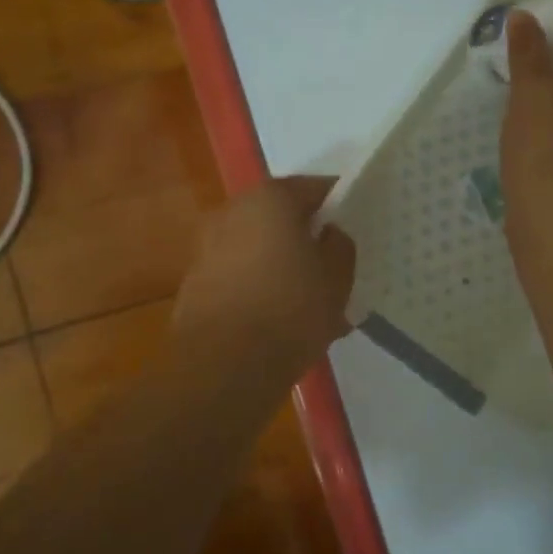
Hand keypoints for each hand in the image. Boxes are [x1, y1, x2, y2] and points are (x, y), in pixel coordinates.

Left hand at [172, 176, 355, 369]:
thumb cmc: (290, 309)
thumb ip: (339, 245)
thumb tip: (328, 234)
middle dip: (307, 237)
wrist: (223, 365)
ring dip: (283, 264)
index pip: (315, 188)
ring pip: (260, 248)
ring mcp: (208, 247)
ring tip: (310, 300)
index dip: (339, 205)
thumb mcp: (337, 276)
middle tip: (334, 264)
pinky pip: (241, 275)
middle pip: (282, 216)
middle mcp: (233, 211)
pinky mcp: (196, 283)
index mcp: (271, 198)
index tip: (356, 226)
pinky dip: (262, 287)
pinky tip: (281, 320)